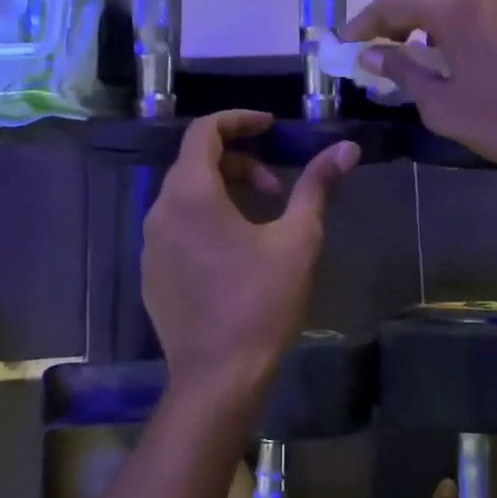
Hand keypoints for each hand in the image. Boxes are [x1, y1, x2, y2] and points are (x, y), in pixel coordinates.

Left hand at [142, 112, 358, 410]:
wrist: (218, 377)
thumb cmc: (261, 303)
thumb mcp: (298, 240)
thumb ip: (317, 187)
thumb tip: (346, 148)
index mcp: (191, 194)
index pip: (204, 132)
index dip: (239, 120)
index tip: (271, 127)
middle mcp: (159, 211)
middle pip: (195, 163)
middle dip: (239, 162)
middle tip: (276, 187)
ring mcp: (149, 245)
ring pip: (184, 196)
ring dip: (223, 192)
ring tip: (260, 220)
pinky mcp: (150, 273)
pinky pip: (175, 227)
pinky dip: (204, 219)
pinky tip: (234, 253)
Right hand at [344, 0, 496, 174]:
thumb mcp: (445, 106)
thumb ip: (403, 73)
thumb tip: (370, 55)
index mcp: (452, 5)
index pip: (391, 4)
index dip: (362, 25)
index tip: (345, 46)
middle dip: (396, 12)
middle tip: (385, 48)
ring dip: (432, 1)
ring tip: (429, 42)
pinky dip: (464, 3)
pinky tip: (468, 41)